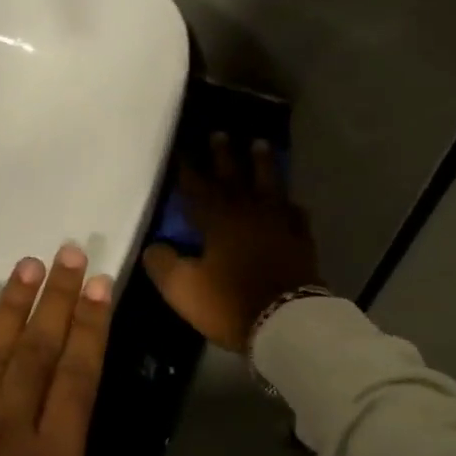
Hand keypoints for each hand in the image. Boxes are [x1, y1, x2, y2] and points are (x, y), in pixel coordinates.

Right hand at [142, 133, 321, 351]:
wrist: (287, 321)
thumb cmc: (229, 302)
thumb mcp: (183, 288)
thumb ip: (163, 264)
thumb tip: (154, 247)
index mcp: (218, 219)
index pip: (197, 186)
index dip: (188, 168)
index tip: (181, 149)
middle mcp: (248, 212)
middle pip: (234, 176)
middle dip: (224, 155)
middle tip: (220, 133)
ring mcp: (279, 223)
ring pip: (269, 184)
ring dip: (262, 164)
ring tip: (260, 144)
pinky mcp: (300, 240)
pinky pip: (294, 212)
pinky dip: (288, 203)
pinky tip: (288, 201)